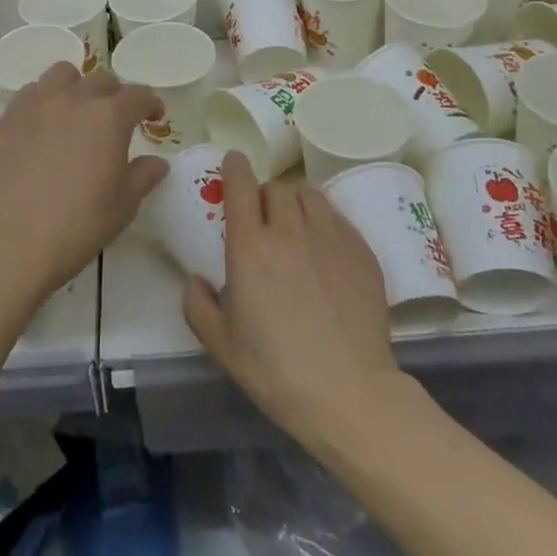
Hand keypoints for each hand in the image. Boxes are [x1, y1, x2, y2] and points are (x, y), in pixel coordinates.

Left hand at [0, 62, 166, 300]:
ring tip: (76, 112)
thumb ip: (144, 176)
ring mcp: (36, 104)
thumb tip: (157, 162)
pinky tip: (43, 127)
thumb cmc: (79, 223)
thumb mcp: (124, 204)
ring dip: (76, 87)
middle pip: (101, 80)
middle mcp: (74, 99)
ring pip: (61, 75)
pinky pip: (30, 95)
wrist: (13, 240)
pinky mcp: (7, 118)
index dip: (151, 104)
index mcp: (110, 116)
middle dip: (115, 95)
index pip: (139, 95)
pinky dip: (43, 102)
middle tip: (116, 120)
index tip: (154, 117)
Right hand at [184, 153, 400, 447]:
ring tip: (295, 224)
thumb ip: (198, 306)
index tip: (233, 162)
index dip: (235, 168)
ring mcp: (329, 237)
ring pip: (309, 195)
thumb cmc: (276, 371)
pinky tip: (323, 247)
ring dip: (295, 201)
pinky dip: (324, 220)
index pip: (241, 186)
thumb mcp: (221, 345)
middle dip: (265, 195)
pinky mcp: (361, 250)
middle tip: (263, 218)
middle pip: (276, 188)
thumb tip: (195, 280)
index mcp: (250, 247)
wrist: (349, 392)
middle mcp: (289, 231)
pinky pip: (337, 216)